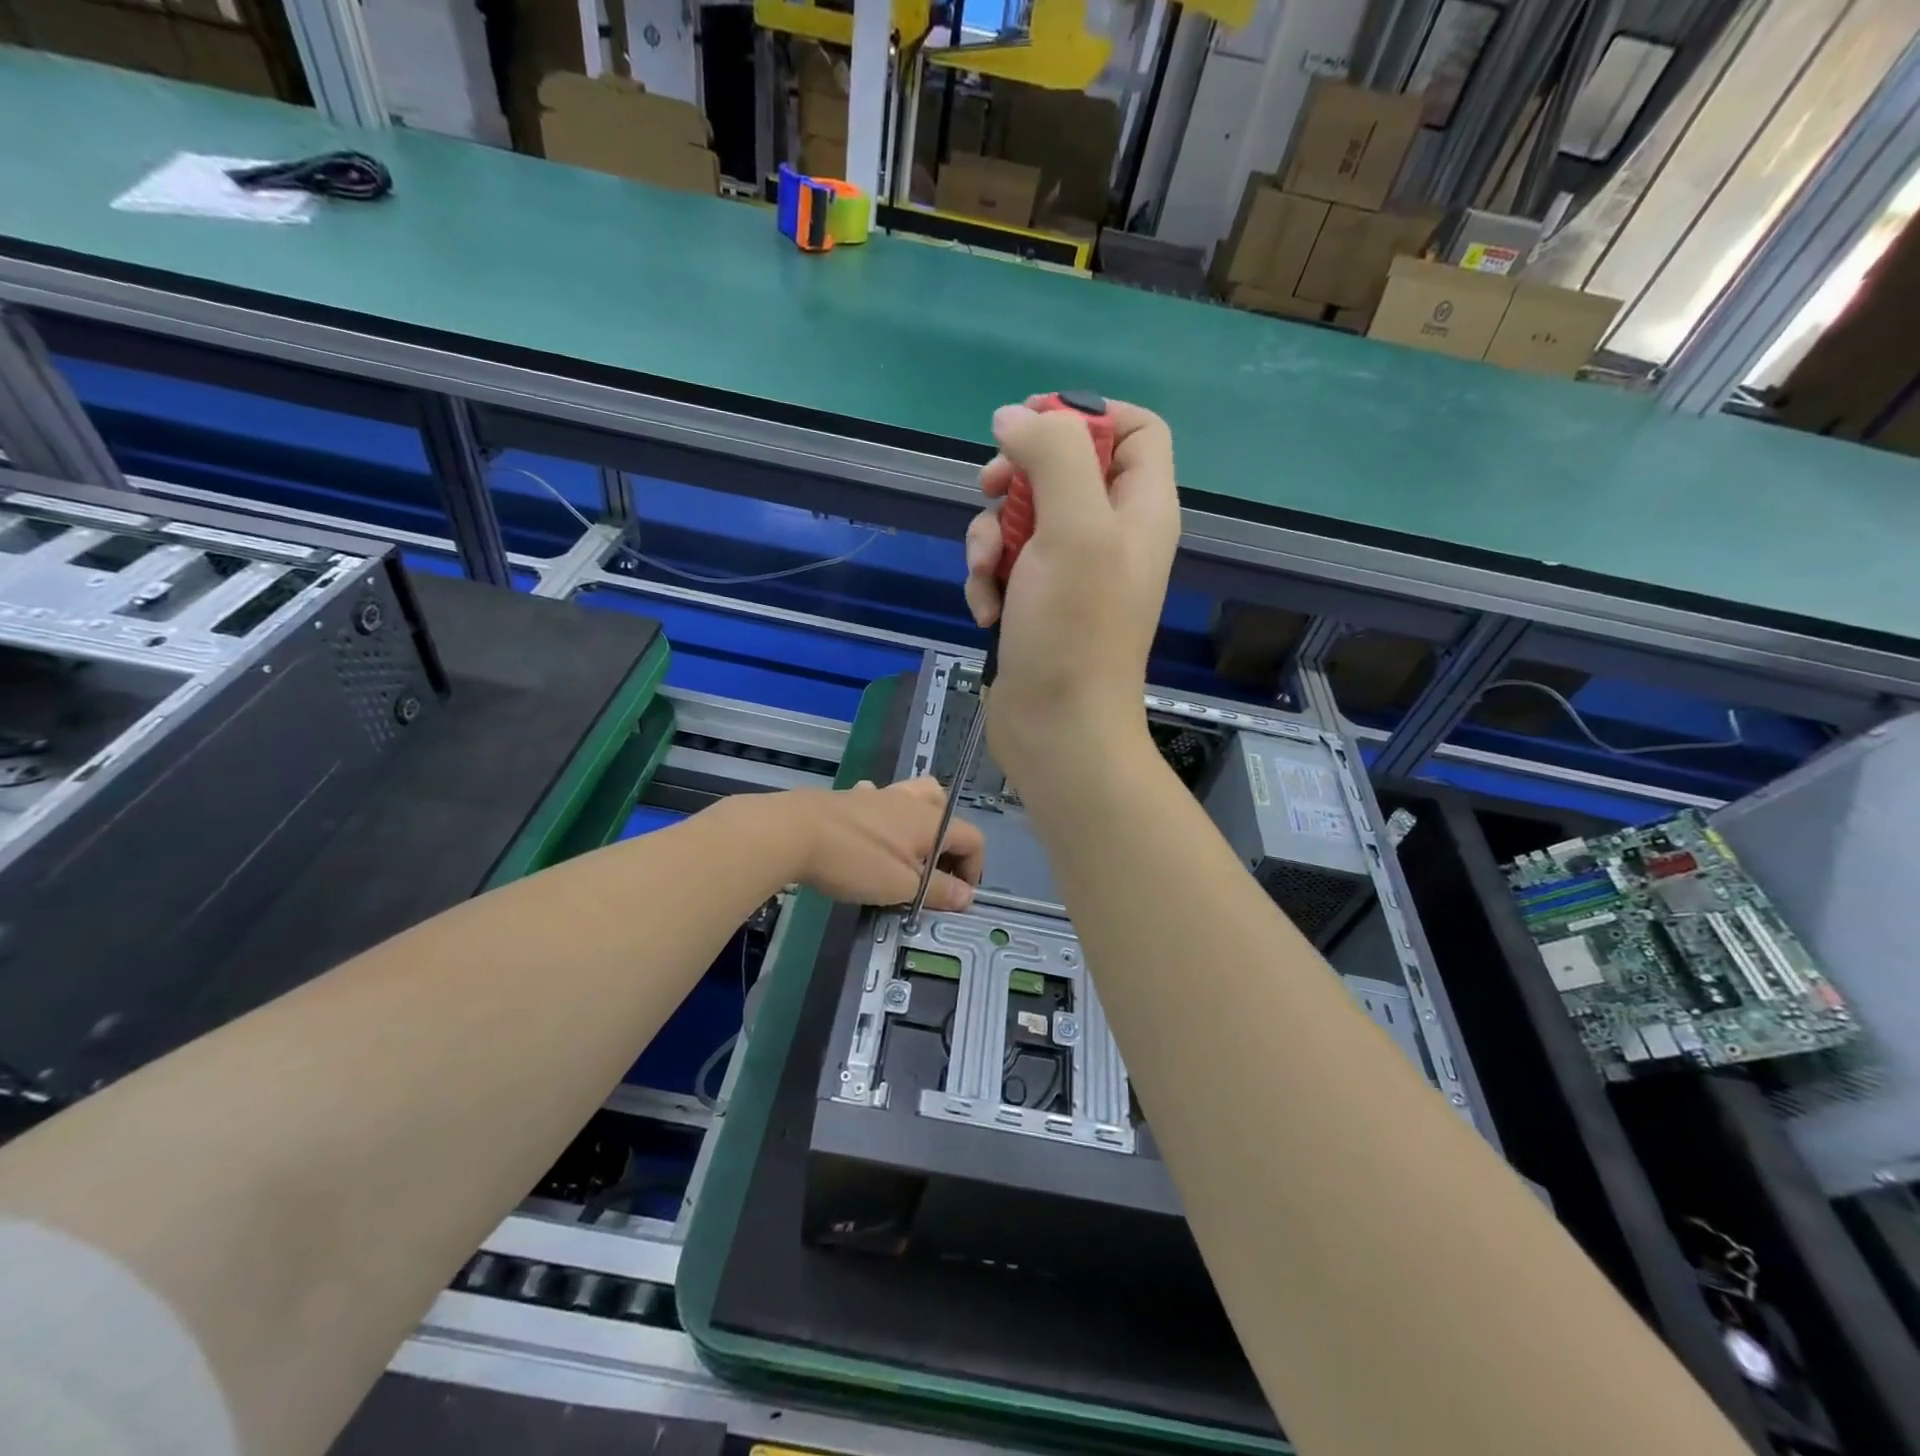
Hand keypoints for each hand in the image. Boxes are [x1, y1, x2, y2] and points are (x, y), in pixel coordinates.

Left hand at [782, 777, 983, 911]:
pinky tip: (868, 836)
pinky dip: (882, 817)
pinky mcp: (849, 798)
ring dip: (918, 822)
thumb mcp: (902, 886)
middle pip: (946, 808)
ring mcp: (878, 796)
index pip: (973, 838)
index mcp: (931, 821)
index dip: (974, 869)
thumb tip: (968, 895)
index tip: (956, 897)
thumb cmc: (855, 861)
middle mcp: (910, 802)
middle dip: (948, 839)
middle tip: (934, 870)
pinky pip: (878, 801)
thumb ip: (938, 890)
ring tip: (907, 852)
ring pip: (914, 797)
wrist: (792, 832)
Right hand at [964, 398, 1179, 791]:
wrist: (1057, 729)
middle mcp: (1111, 535)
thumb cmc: (1074, 631)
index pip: (1135, 429)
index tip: (1031, 426)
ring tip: (989, 578)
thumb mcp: (1072, 529)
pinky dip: (988, 581)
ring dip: (989, 540)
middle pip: (1063, 468)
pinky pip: (1005, 566)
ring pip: (1020, 518)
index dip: (1086, 415)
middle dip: (1015, 479)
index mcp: (1141, 509)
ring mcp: (1072, 573)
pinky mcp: (1038, 604)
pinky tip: (987, 613)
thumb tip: (1013, 418)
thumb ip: (1052, 457)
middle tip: (988, 490)